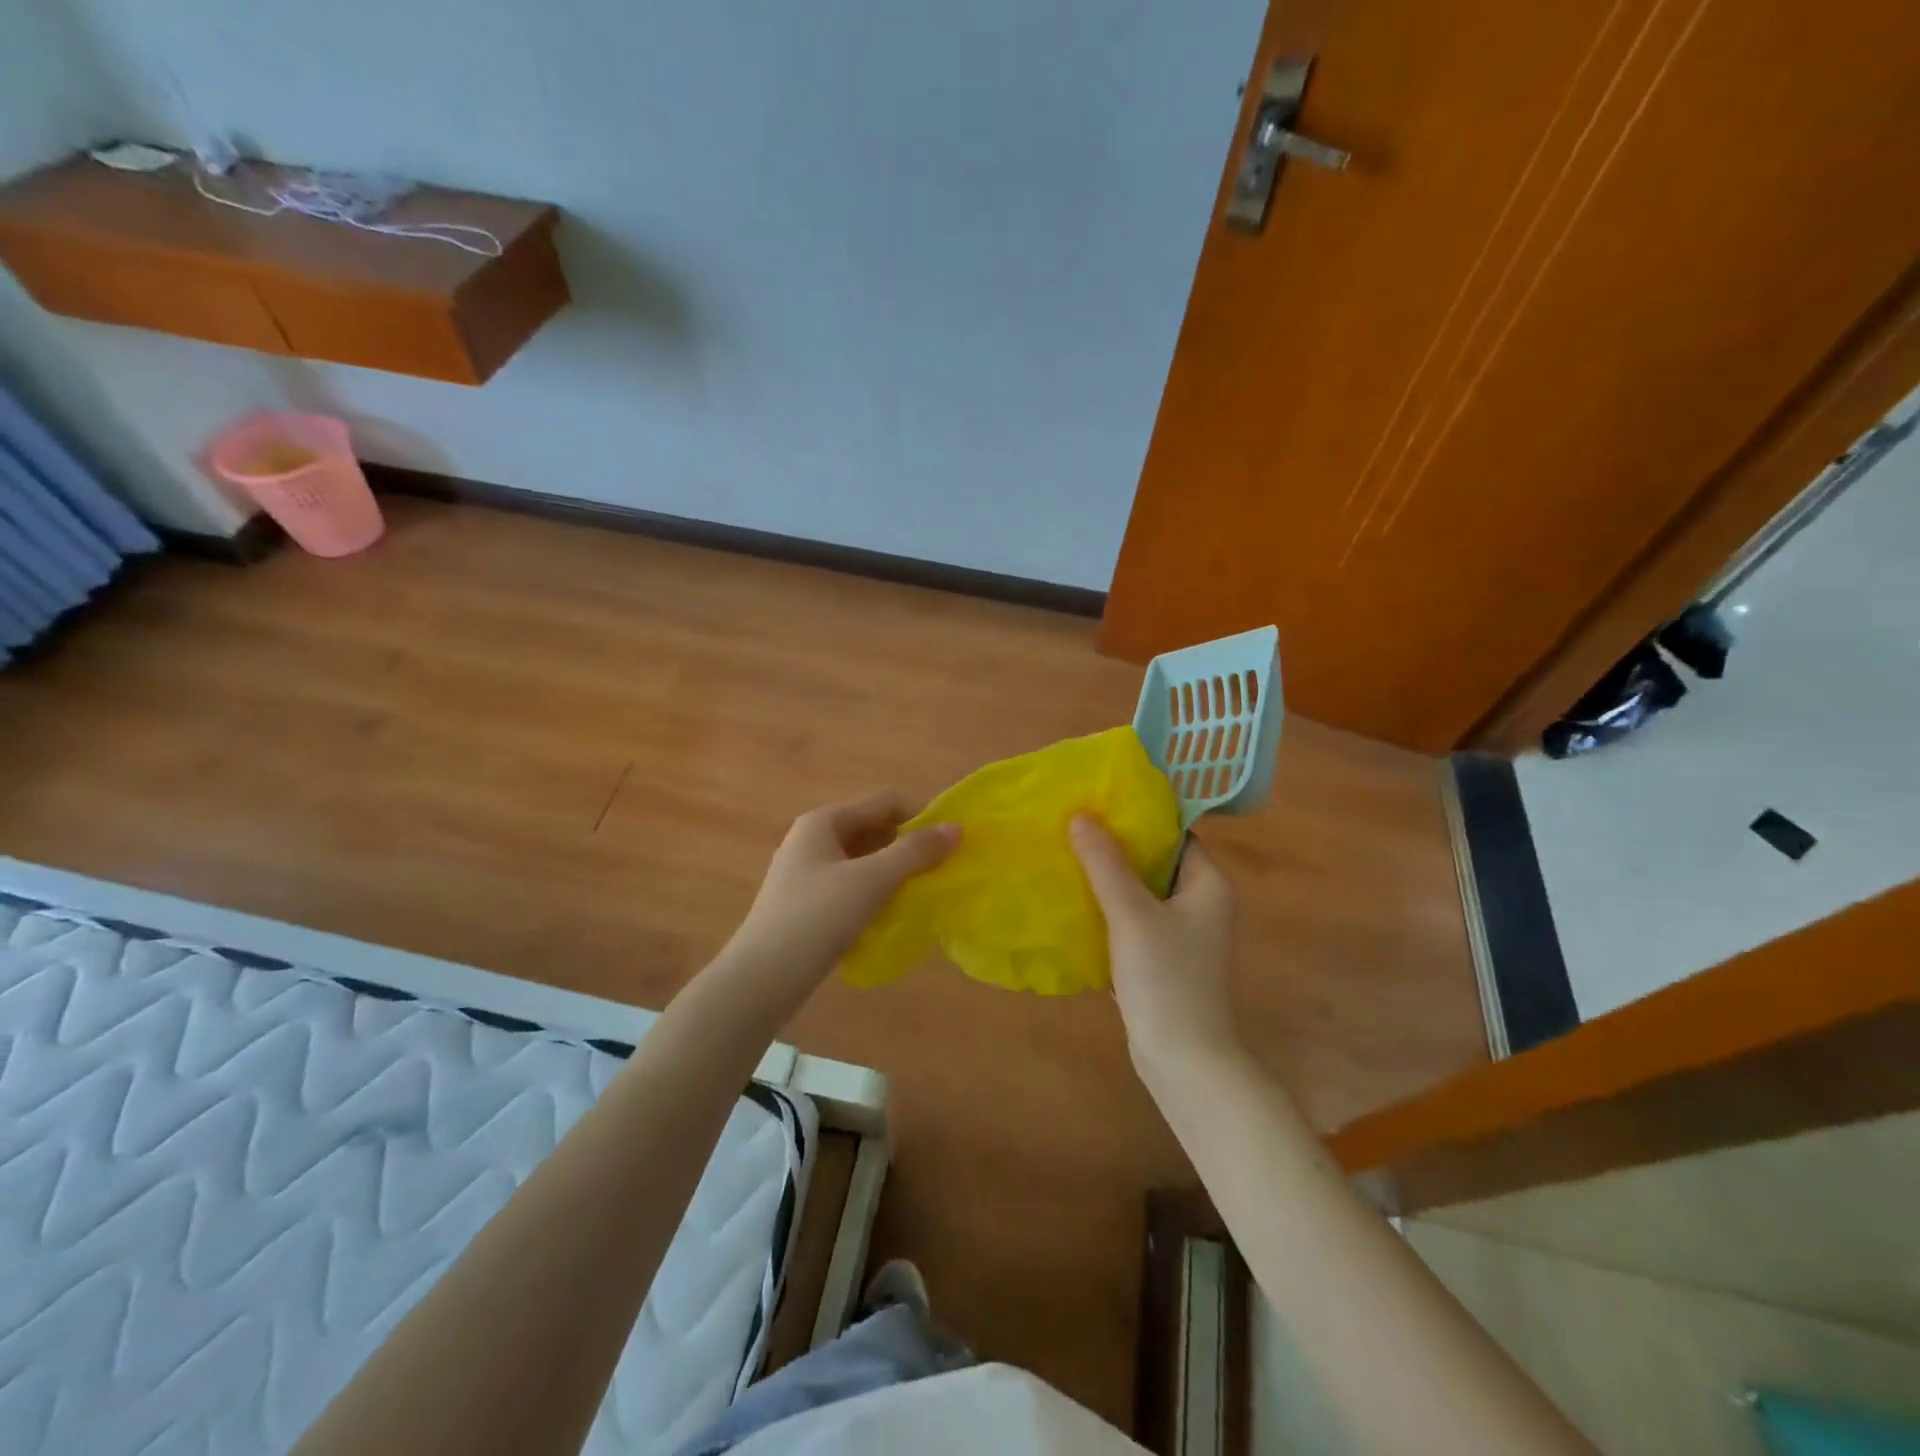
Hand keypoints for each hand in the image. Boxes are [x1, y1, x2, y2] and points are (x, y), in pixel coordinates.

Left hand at [721, 790, 958, 1006]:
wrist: (761, 981)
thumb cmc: (816, 918)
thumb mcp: (871, 880)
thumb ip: (915, 852)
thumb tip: (957, 828)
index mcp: (824, 821)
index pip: (885, 801)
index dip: (921, 816)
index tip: (949, 846)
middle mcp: (814, 839)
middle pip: (874, 829)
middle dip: (909, 846)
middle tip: (940, 872)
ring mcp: (808, 873)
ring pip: (864, 860)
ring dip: (895, 871)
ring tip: (922, 895)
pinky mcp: (808, 904)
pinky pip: (852, 886)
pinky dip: (876, 893)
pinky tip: (891, 915)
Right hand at [1071, 816, 1242, 1083]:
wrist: (1185, 1062)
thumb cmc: (1166, 980)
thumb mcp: (1132, 915)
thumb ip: (1106, 864)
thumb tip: (1081, 815)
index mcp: (1208, 884)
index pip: (1174, 834)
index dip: (1138, 818)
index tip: (1097, 804)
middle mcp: (1202, 903)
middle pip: (1156, 861)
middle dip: (1116, 847)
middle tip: (1073, 828)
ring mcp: (1184, 934)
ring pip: (1143, 892)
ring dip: (1110, 879)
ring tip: (1067, 858)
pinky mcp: (1165, 959)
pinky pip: (1136, 920)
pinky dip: (1110, 909)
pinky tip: (1075, 903)